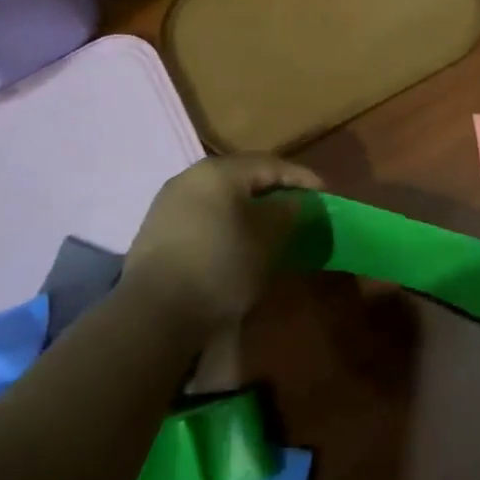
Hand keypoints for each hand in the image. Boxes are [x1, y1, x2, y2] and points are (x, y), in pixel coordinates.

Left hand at [122, 156, 321, 331]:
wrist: (154, 314)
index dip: (302, 178)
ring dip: (248, 209)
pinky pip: (203, 216)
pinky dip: (226, 223)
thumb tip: (298, 202)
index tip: (325, 193)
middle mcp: (191, 176)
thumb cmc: (221, 266)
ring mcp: (169, 202)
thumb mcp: (268, 239)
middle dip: (274, 191)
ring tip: (270, 228)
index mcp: (220, 170)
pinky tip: (236, 243)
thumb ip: (289, 212)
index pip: (271, 164)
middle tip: (299, 208)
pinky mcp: (156, 230)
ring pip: (221, 197)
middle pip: (243, 177)